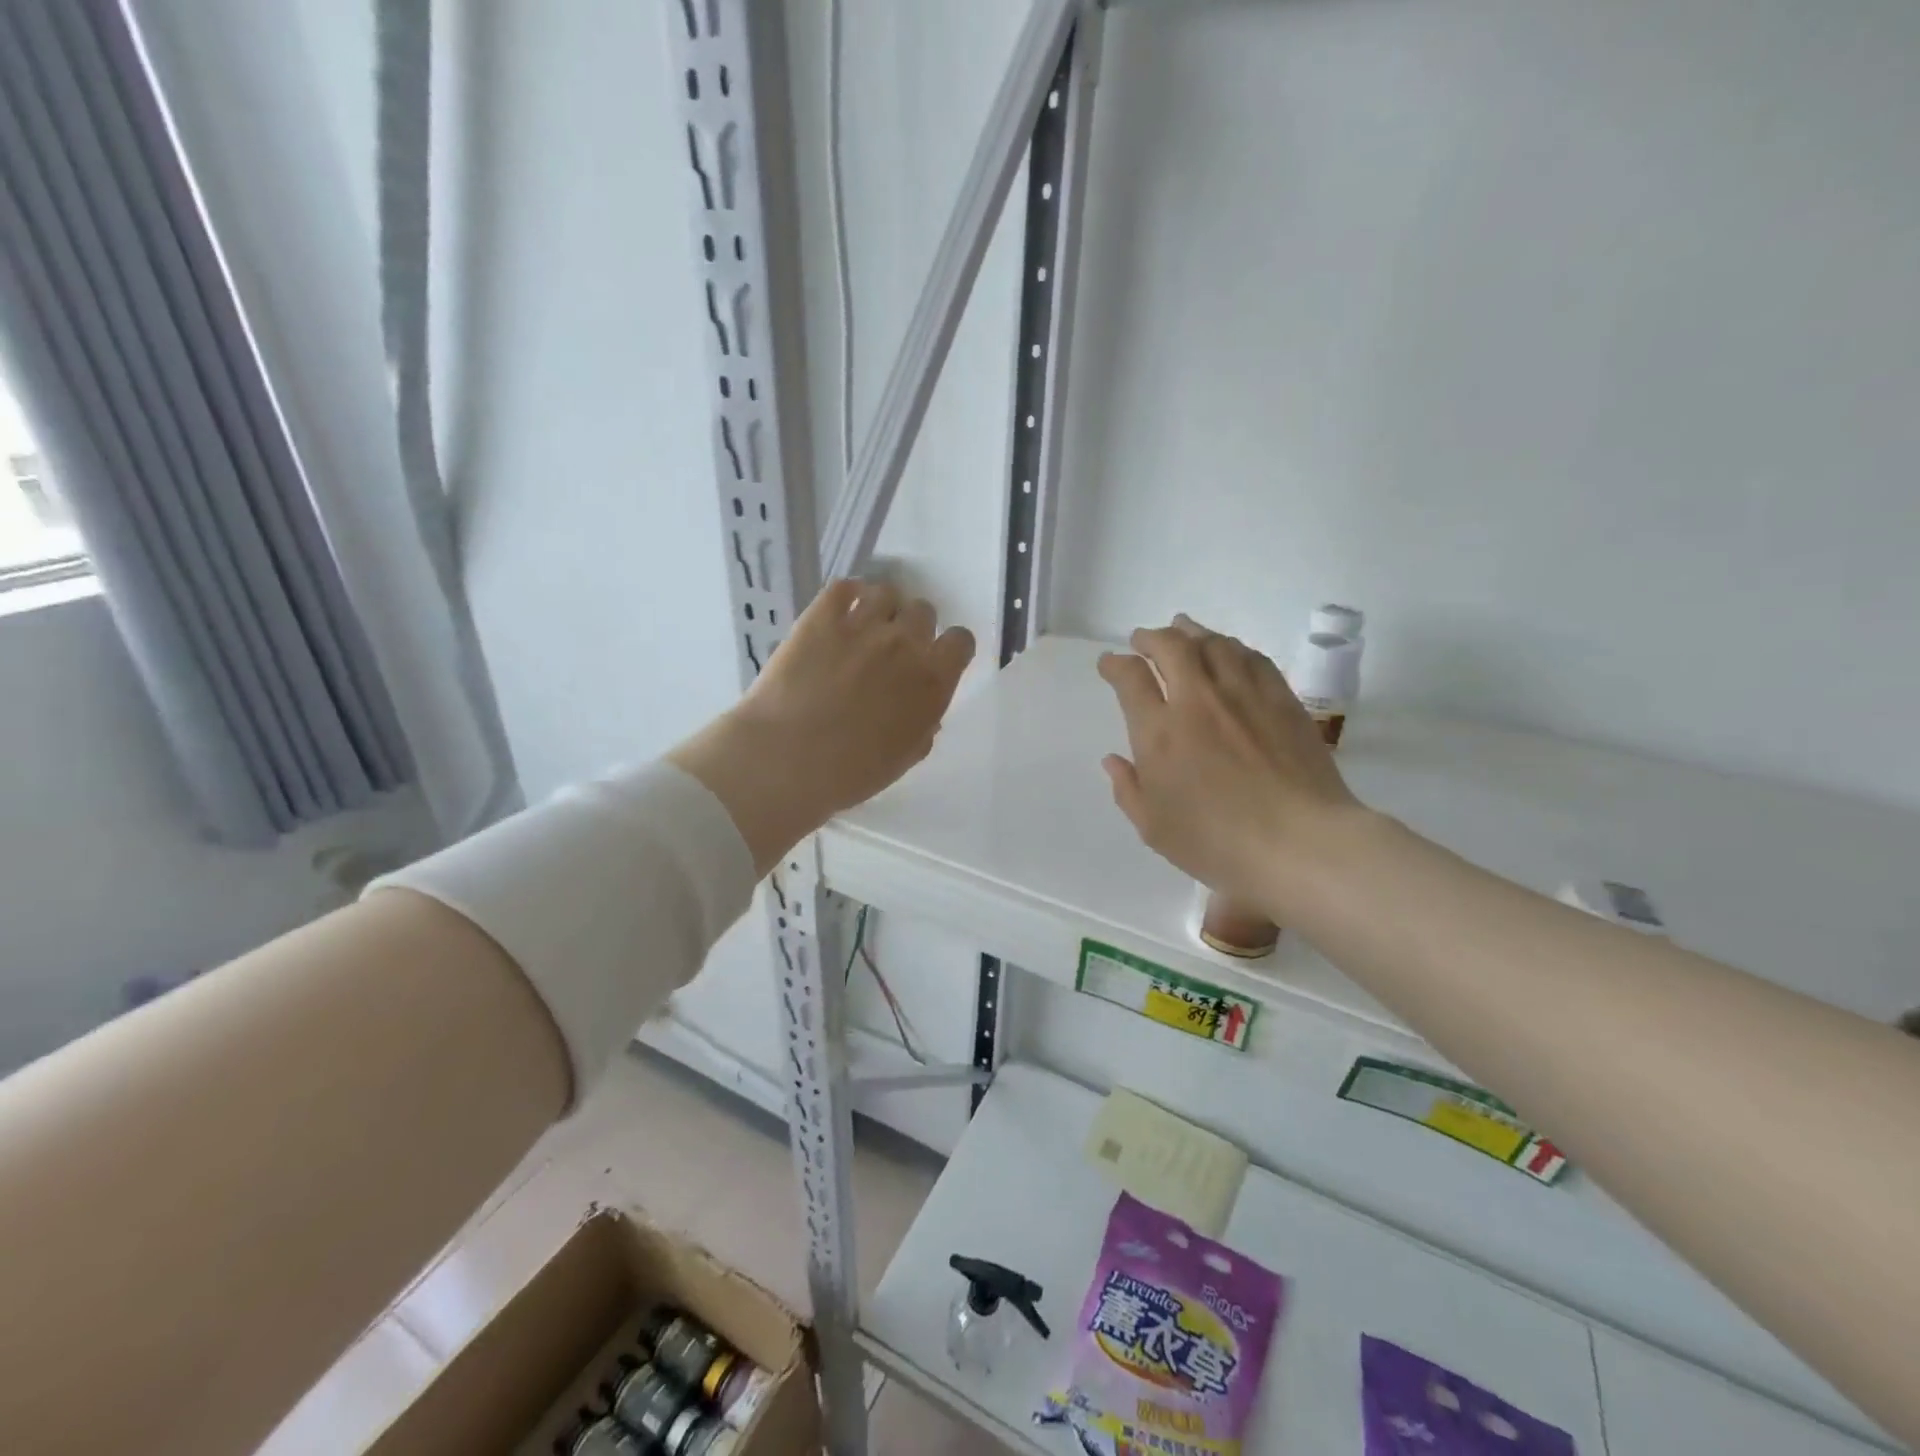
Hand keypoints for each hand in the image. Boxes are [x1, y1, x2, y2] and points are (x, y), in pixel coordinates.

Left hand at [672, 579, 974, 875]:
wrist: (788, 759)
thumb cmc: (850, 772)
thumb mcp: (902, 759)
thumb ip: (923, 728)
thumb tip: (925, 712)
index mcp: (932, 682)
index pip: (960, 641)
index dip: (949, 648)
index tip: (935, 659)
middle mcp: (905, 644)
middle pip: (923, 611)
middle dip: (912, 628)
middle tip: (892, 650)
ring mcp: (863, 625)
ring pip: (887, 592)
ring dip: (882, 608)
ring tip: (863, 628)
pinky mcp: (821, 616)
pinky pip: (844, 586)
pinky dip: (847, 595)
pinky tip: (838, 613)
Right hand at [1098, 615, 1362, 919]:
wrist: (1301, 843)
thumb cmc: (1219, 843)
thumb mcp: (1155, 828)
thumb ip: (1128, 789)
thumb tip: (1113, 759)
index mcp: (1159, 732)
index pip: (1130, 678)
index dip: (1115, 664)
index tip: (1109, 664)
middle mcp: (1197, 701)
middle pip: (1170, 647)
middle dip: (1150, 638)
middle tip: (1142, 640)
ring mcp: (1243, 695)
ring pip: (1212, 644)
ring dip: (1191, 632)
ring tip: (1182, 630)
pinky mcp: (1281, 699)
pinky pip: (1251, 657)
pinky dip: (1231, 646)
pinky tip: (1228, 650)